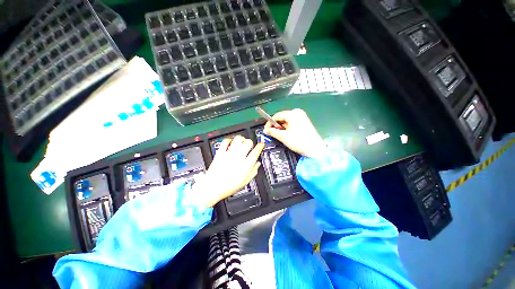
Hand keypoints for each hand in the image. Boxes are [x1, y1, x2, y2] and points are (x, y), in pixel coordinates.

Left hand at [192, 136, 263, 206]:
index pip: (255, 152)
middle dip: (251, 142)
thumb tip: (258, 164)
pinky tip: (231, 142)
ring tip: (241, 142)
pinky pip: (225, 141)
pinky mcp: (220, 153)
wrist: (212, 188)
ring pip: (238, 139)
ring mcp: (229, 154)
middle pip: (248, 143)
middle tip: (250, 145)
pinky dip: (229, 140)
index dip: (260, 146)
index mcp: (245, 166)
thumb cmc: (228, 187)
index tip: (261, 144)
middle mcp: (238, 158)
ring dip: (241, 139)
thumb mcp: (244, 182)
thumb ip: (253, 171)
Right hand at [263, 109, 324, 158]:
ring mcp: (302, 116)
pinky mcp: (304, 121)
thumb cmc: (299, 141)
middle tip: (272, 134)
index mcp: (292, 114)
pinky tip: (287, 134)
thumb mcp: (283, 137)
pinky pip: (292, 122)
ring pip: (287, 120)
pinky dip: (287, 128)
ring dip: (282, 127)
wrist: (315, 149)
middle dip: (276, 126)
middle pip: (282, 117)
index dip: (269, 123)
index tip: (266, 130)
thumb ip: (273, 132)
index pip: (276, 116)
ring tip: (280, 135)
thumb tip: (265, 130)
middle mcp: (297, 112)